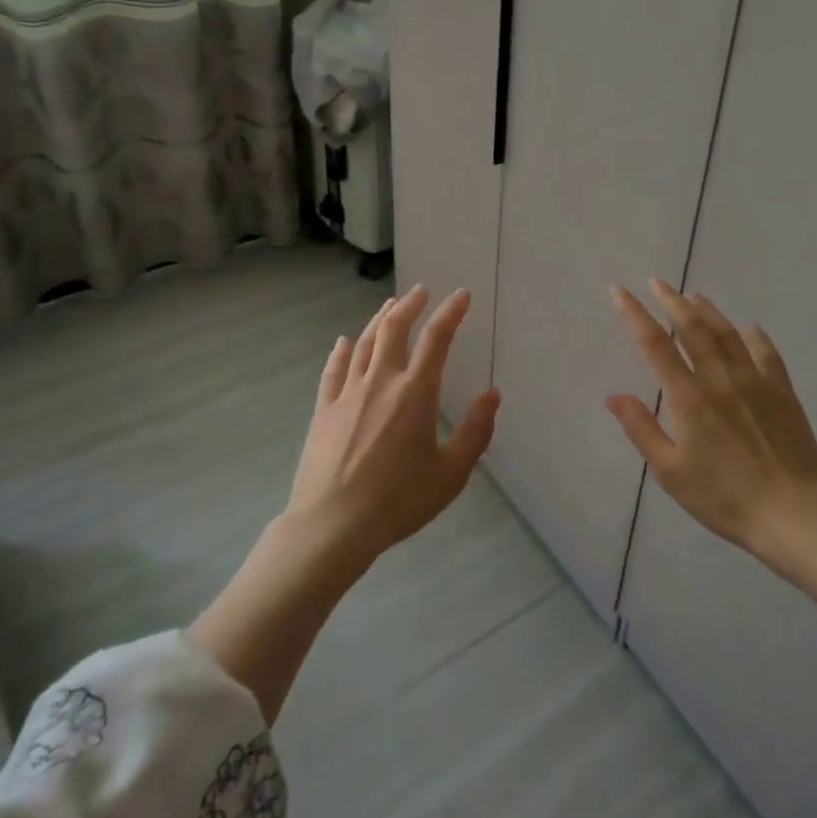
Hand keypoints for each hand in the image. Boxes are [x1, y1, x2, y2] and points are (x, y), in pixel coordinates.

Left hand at [190, 285, 497, 722]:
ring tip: (391, 306)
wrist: (332, 526)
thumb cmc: (398, 501)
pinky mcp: (324, 409)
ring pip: (365, 342)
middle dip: (410, 304)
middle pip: (395, 328)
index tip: (461, 296)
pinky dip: (342, 350)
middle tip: (421, 291)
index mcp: (416, 393)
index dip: (451, 312)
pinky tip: (345, 342)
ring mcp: (348, 393)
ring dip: (380, 319)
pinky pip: (334, 369)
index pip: (437, 338)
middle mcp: (381, 381)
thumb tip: (493, 395)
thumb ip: (475, 432)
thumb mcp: (450, 473)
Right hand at [607, 279, 816, 555]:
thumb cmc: (723, 497)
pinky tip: (748, 328)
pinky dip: (754, 336)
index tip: (620, 291)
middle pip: (692, 328)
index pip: (655, 344)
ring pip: (727, 334)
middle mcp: (719, 378)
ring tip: (693, 296)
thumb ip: (641, 429)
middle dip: (671, 301)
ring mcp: (754, 381)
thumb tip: (614, 395)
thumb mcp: (670, 472)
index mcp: (688, 397)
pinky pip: (766, 353)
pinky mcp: (782, 392)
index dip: (634, 314)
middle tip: (657, 282)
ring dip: (707, 311)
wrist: (792, 514)